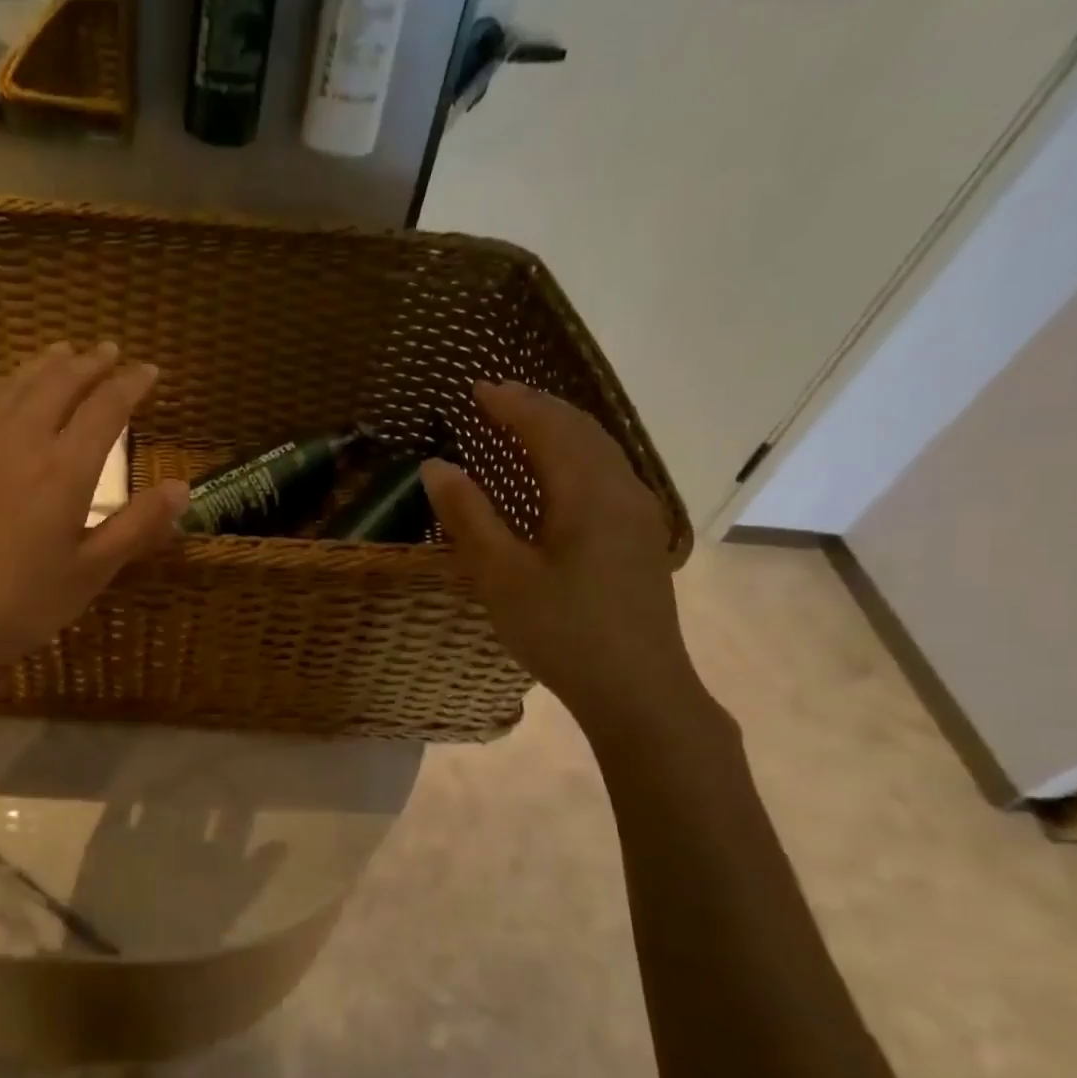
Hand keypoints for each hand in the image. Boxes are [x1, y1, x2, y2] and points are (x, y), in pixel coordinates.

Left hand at [0, 341, 189, 665]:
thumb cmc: (20, 604)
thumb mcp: (90, 573)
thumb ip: (137, 526)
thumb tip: (181, 488)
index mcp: (64, 470)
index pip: (106, 408)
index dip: (131, 384)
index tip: (150, 371)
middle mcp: (21, 440)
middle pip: (60, 383)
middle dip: (90, 362)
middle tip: (111, 351)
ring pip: (16, 384)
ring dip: (46, 364)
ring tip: (65, 351)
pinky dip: (0, 383)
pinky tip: (4, 385)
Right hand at [420, 382, 703, 731]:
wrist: (638, 689)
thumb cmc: (562, 631)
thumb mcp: (501, 576)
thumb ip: (468, 516)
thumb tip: (435, 465)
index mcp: (588, 493)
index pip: (547, 428)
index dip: (510, 404)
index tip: (475, 388)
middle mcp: (622, 490)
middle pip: (581, 430)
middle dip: (537, 407)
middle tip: (496, 396)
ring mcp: (639, 515)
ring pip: (600, 450)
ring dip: (560, 428)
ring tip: (523, 422)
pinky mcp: (641, 539)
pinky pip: (608, 473)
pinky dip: (576, 455)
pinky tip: (560, 473)